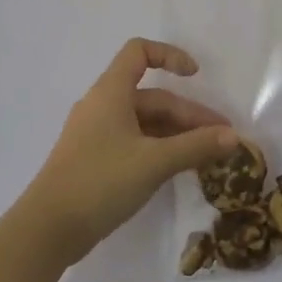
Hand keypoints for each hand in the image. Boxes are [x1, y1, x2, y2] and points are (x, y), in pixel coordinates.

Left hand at [19, 38, 239, 264]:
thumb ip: (196, 146)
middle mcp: (102, 106)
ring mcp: (96, 134)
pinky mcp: (94, 159)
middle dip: (189, 115)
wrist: (48, 229)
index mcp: (110, 93)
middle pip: (152, 97)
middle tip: (222, 139)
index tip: (196, 76)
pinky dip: (160, 149)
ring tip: (208, 156)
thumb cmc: (100, 182)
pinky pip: (134, 142)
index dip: (170, 55)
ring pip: (145, 123)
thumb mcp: (155, 162)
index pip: (139, 52)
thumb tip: (234, 136)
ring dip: (177, 134)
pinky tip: (180, 168)